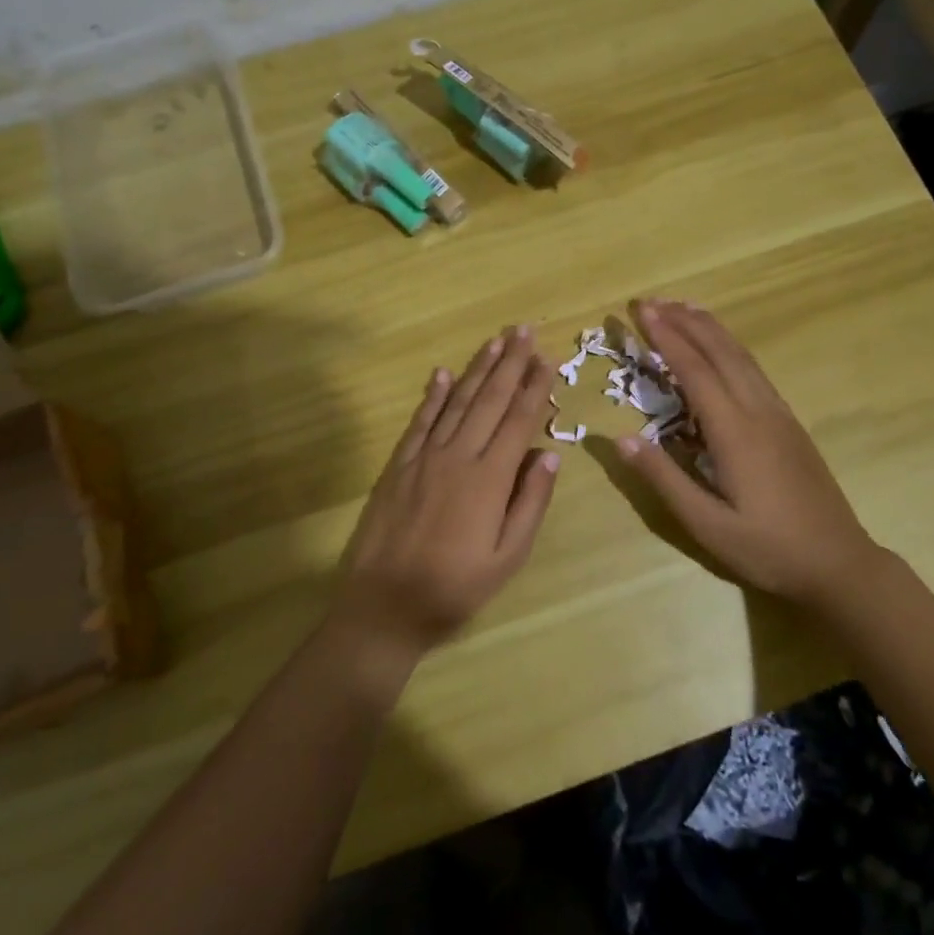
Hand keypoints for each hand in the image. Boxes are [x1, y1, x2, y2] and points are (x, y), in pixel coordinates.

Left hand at [335, 327, 560, 663]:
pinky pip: (420, 421)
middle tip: (523, 330)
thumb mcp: (507, 558)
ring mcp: (424, 457)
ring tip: (495, 341)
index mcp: (489, 479)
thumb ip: (530, 503)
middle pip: (488, 400)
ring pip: (456, 402)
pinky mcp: (398, 464)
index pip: (518, 421)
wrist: (384, 604)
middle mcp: (458, 456)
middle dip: (509, 363)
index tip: (546, 358)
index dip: (533, 387)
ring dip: (477, 369)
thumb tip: (550, 454)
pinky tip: (442, 374)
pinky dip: (433, 395)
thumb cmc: (454, 588)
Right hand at [614, 300, 881, 605]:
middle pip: (720, 351)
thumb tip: (619, 438)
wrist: (839, 564)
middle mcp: (758, 411)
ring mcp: (779, 414)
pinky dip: (731, 347)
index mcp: (735, 432)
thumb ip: (664, 478)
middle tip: (652, 300)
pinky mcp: (789, 423)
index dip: (666, 337)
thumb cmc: (767, 549)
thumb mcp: (706, 525)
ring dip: (710, 328)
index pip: (694, 370)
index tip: (640, 311)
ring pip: (742, 356)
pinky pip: (754, 371)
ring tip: (683, 306)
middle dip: (685, 321)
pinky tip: (721, 348)